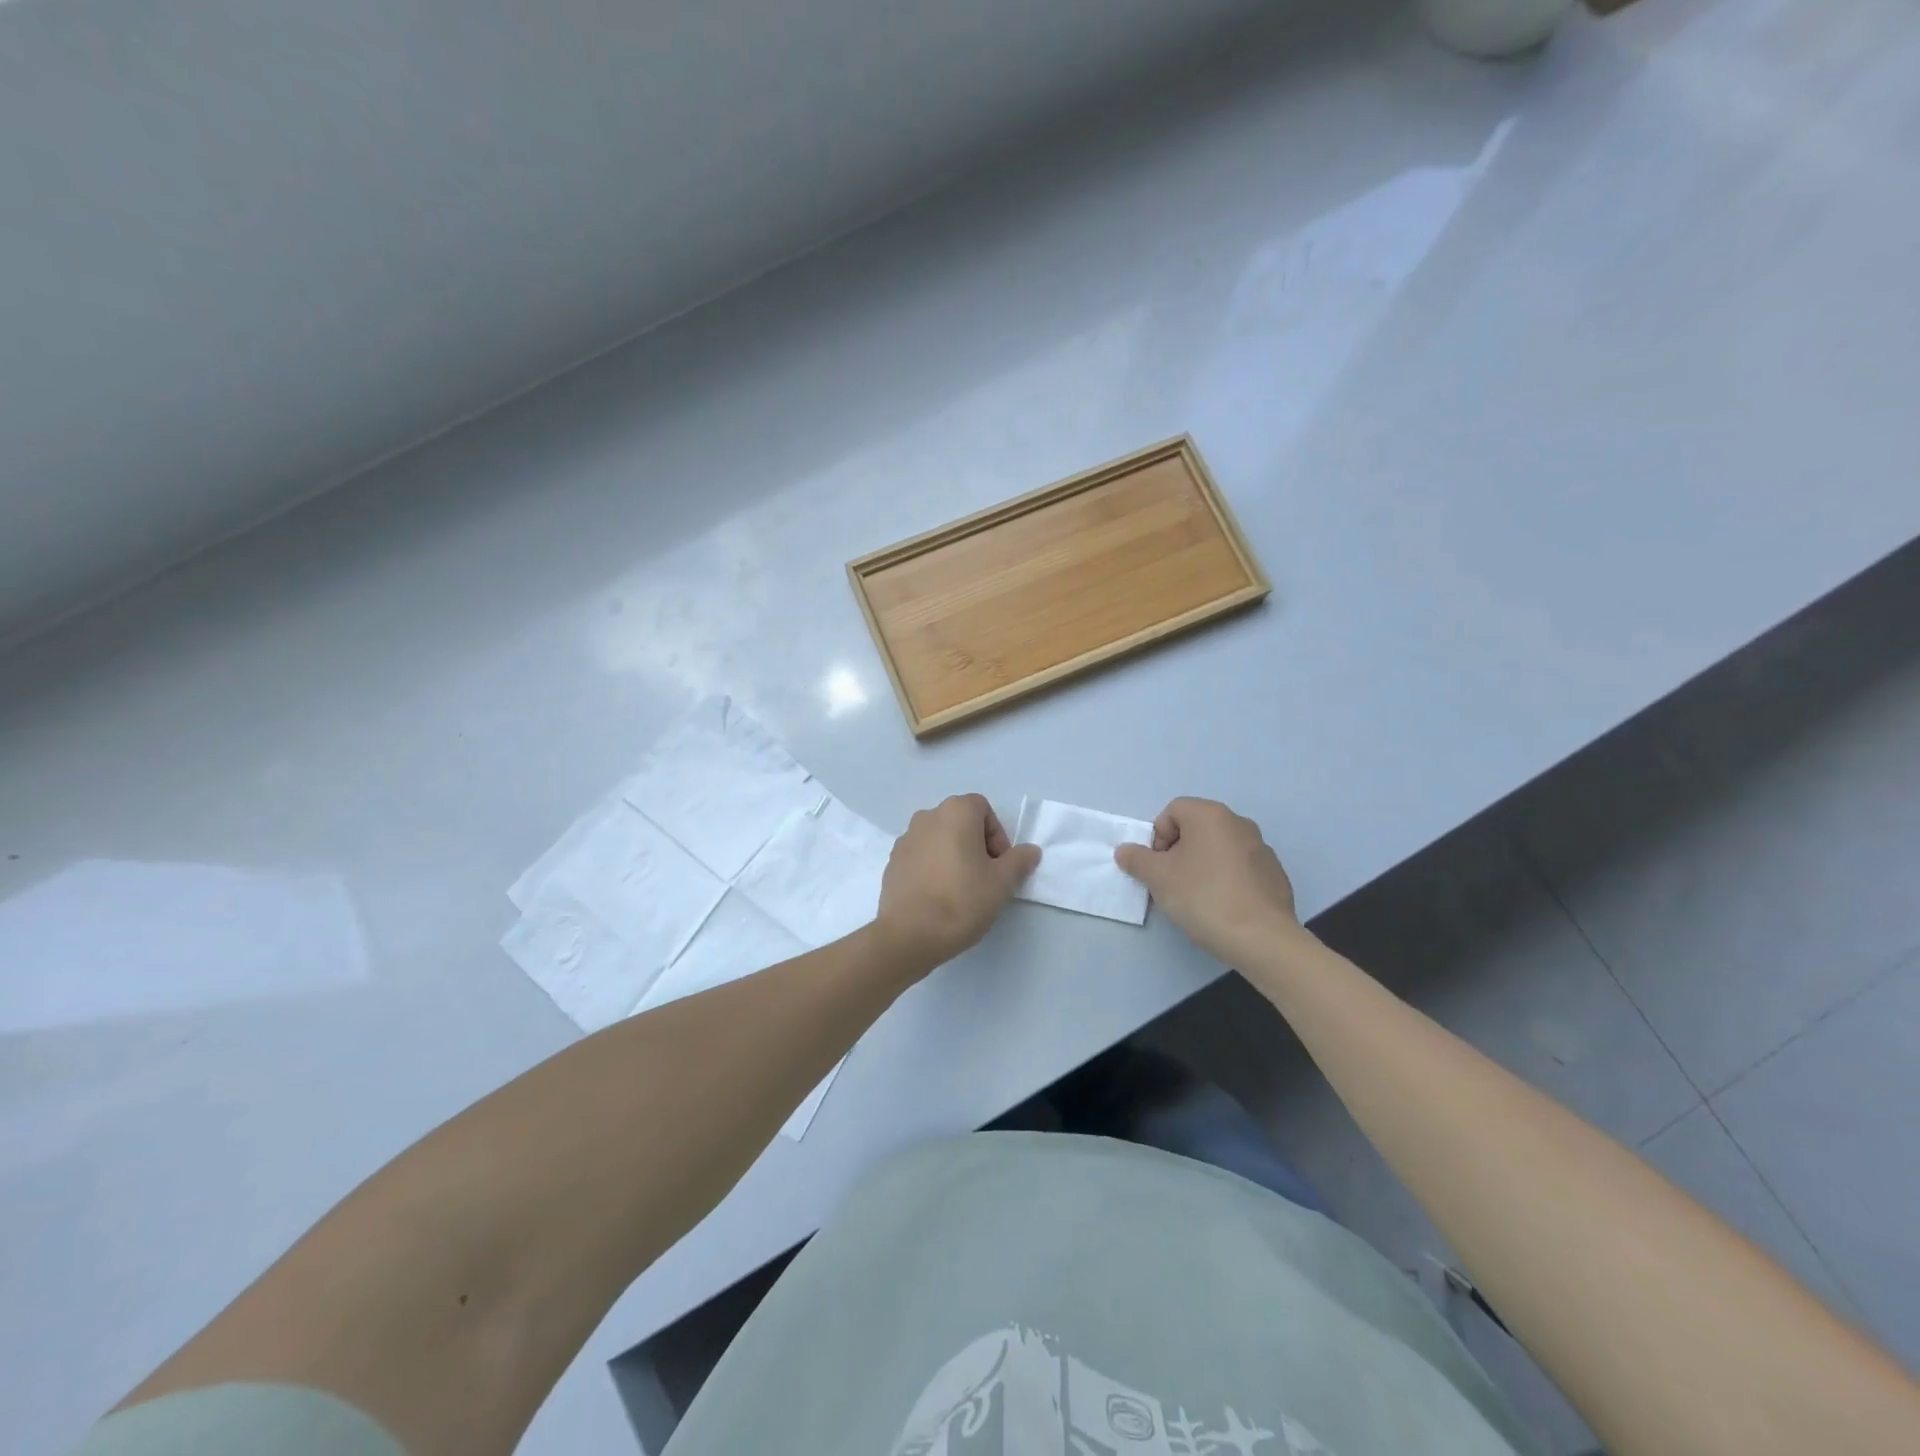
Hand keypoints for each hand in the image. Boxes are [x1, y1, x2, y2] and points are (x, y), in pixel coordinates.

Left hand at [875, 794, 1040, 970]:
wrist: (909, 934)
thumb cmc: (961, 900)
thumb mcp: (1002, 883)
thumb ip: (1019, 861)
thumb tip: (1030, 850)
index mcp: (955, 812)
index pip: (983, 809)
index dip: (997, 835)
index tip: (999, 865)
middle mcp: (927, 817)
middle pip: (960, 822)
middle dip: (976, 845)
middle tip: (984, 878)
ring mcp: (905, 839)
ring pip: (939, 839)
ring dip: (953, 855)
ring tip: (961, 889)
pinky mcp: (892, 862)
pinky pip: (921, 856)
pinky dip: (933, 868)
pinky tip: (938, 897)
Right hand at [1114, 798, 1302, 964]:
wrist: (1262, 938)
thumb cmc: (1203, 897)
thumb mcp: (1158, 878)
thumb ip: (1137, 859)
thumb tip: (1126, 851)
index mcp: (1210, 815)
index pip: (1173, 811)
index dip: (1157, 837)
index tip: (1157, 867)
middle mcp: (1239, 823)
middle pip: (1196, 828)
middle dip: (1178, 852)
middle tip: (1171, 882)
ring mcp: (1261, 848)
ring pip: (1219, 849)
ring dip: (1202, 865)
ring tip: (1197, 898)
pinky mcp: (1275, 874)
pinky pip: (1240, 869)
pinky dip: (1226, 880)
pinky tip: (1223, 907)